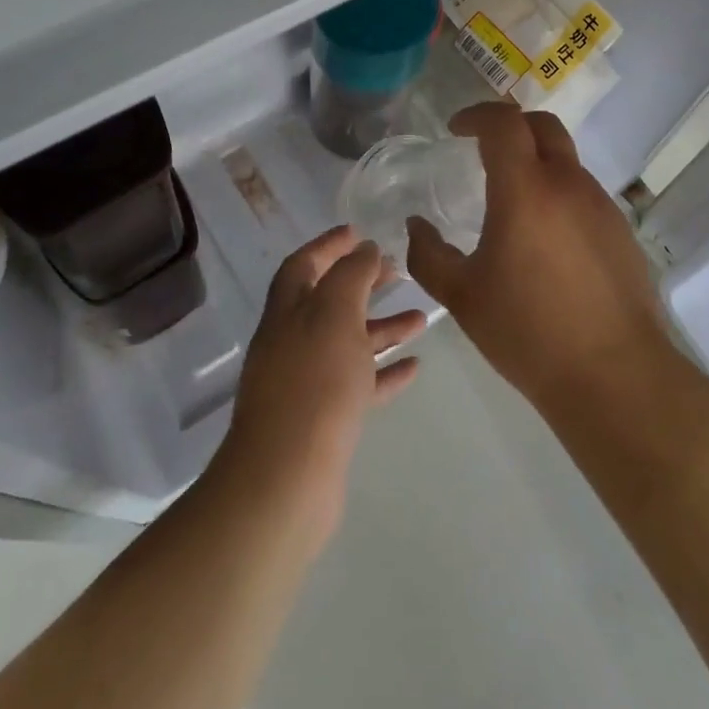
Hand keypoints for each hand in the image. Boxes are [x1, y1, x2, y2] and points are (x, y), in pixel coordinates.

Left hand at [215, 227, 425, 549]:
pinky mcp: (324, 420)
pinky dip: (384, 371)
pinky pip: (358, 384)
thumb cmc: (314, 382)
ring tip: (421, 318)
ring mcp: (306, 382)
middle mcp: (292, 341)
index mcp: (287, 311)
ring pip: (348, 343)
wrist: (288, 477)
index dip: (330, 245)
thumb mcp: (334, 313)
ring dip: (381, 327)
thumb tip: (364, 248)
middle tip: (397, 271)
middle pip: (329, 301)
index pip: (305, 264)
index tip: (361, 232)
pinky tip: (414, 366)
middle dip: (361, 283)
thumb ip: (351, 276)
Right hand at [406, 102, 667, 409]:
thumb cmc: (527, 332)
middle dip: (510, 125)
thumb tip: (415, 226)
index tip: (455, 130)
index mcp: (526, 190)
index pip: (503, 122)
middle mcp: (568, 185)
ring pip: (566, 160)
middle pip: (542, 125)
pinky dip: (558, 193)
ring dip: (536, 162)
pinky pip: (583, 193)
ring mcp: (600, 206)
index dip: (476, 115)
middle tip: (482, 148)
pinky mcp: (621, 231)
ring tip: (511, 201)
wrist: (614, 376)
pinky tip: (544, 238)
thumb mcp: (462, 296)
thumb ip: (428, 255)